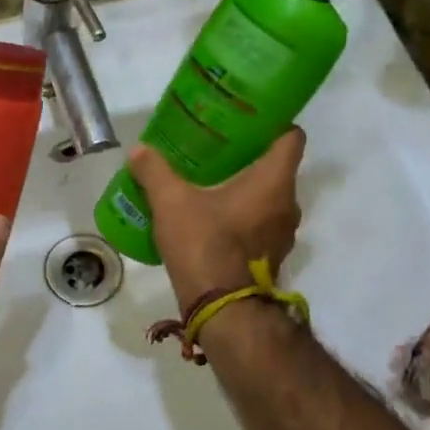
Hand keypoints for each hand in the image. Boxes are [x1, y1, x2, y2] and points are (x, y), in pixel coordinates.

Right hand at [128, 128, 305, 309]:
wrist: (220, 309)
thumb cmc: (204, 244)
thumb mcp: (171, 202)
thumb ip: (155, 172)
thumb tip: (138, 151)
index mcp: (274, 182)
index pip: (291, 137)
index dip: (272, 123)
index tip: (245, 121)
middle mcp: (288, 204)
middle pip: (277, 167)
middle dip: (248, 156)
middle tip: (216, 149)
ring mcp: (283, 234)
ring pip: (268, 198)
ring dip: (245, 189)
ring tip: (210, 182)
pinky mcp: (270, 256)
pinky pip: (260, 223)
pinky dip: (242, 215)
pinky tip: (211, 216)